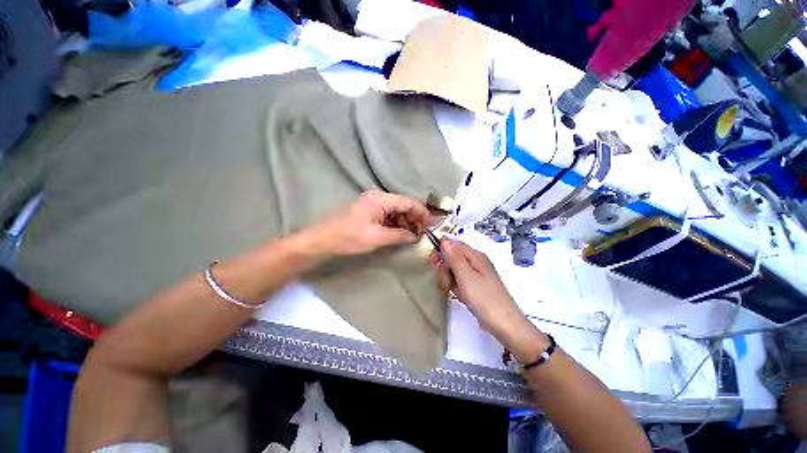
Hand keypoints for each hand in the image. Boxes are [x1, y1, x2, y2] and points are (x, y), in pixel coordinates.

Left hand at [305, 190, 431, 256]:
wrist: (321, 239)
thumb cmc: (349, 237)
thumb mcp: (377, 238)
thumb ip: (399, 235)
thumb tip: (415, 236)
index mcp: (381, 199)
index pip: (409, 202)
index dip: (423, 213)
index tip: (432, 224)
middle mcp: (378, 197)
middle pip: (403, 205)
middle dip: (414, 218)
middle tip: (422, 233)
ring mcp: (372, 203)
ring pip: (395, 210)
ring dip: (405, 222)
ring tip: (412, 236)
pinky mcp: (368, 211)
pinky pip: (387, 215)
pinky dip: (395, 224)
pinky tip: (398, 234)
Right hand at [432, 238, 546, 359]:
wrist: (504, 324)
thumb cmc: (484, 298)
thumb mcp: (465, 275)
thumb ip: (454, 257)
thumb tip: (444, 239)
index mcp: (475, 255)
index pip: (453, 244)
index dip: (441, 250)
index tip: (433, 262)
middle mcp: (476, 261)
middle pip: (452, 256)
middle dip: (444, 267)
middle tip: (444, 280)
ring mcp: (476, 274)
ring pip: (454, 269)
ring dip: (448, 277)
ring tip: (450, 289)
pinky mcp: (475, 285)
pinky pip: (459, 279)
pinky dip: (454, 285)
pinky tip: (456, 293)